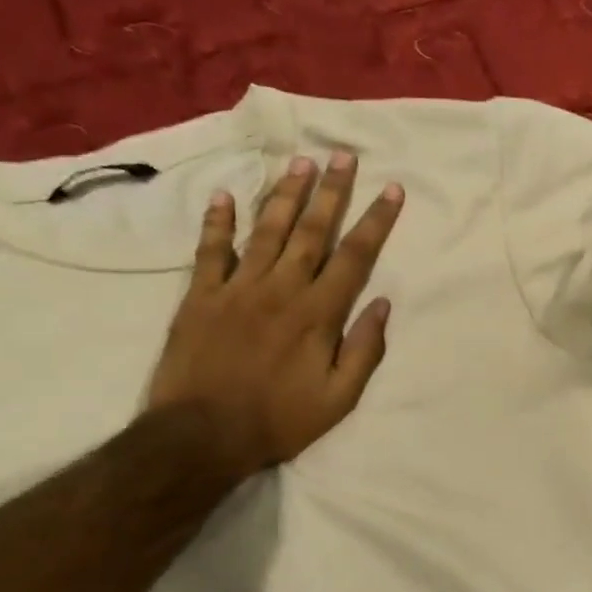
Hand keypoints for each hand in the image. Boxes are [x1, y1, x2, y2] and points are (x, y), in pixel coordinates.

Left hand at [147, 153, 401, 476]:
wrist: (200, 436)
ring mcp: (237, 289)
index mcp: (318, 314)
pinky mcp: (200, 297)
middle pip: (312, 231)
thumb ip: (364, 350)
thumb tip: (384, 305)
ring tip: (300, 163)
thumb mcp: (339, 399)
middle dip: (332, 191)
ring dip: (285, 195)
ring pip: (267, 231)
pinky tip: (224, 195)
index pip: (354, 257)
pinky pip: (211, 251)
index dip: (375, 221)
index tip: (391, 190)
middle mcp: (281, 289)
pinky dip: (217, 222)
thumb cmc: (278, 420)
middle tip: (343, 155)